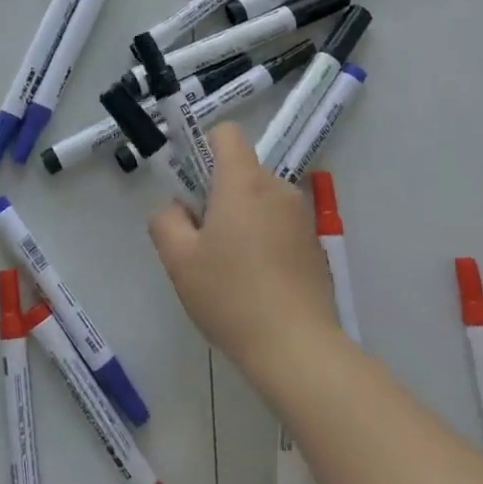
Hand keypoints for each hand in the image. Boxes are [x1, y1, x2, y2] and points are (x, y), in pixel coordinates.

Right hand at [149, 124, 340, 381]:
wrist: (298, 350)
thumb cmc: (231, 296)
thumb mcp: (178, 260)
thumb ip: (166, 221)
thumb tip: (179, 210)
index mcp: (244, 182)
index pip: (226, 133)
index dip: (203, 148)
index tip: (191, 187)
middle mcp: (278, 189)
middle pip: (241, 171)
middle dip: (218, 193)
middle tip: (202, 240)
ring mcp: (302, 218)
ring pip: (261, 200)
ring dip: (242, 218)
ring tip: (229, 268)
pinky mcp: (315, 246)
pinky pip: (280, 226)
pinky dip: (265, 240)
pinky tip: (257, 284)